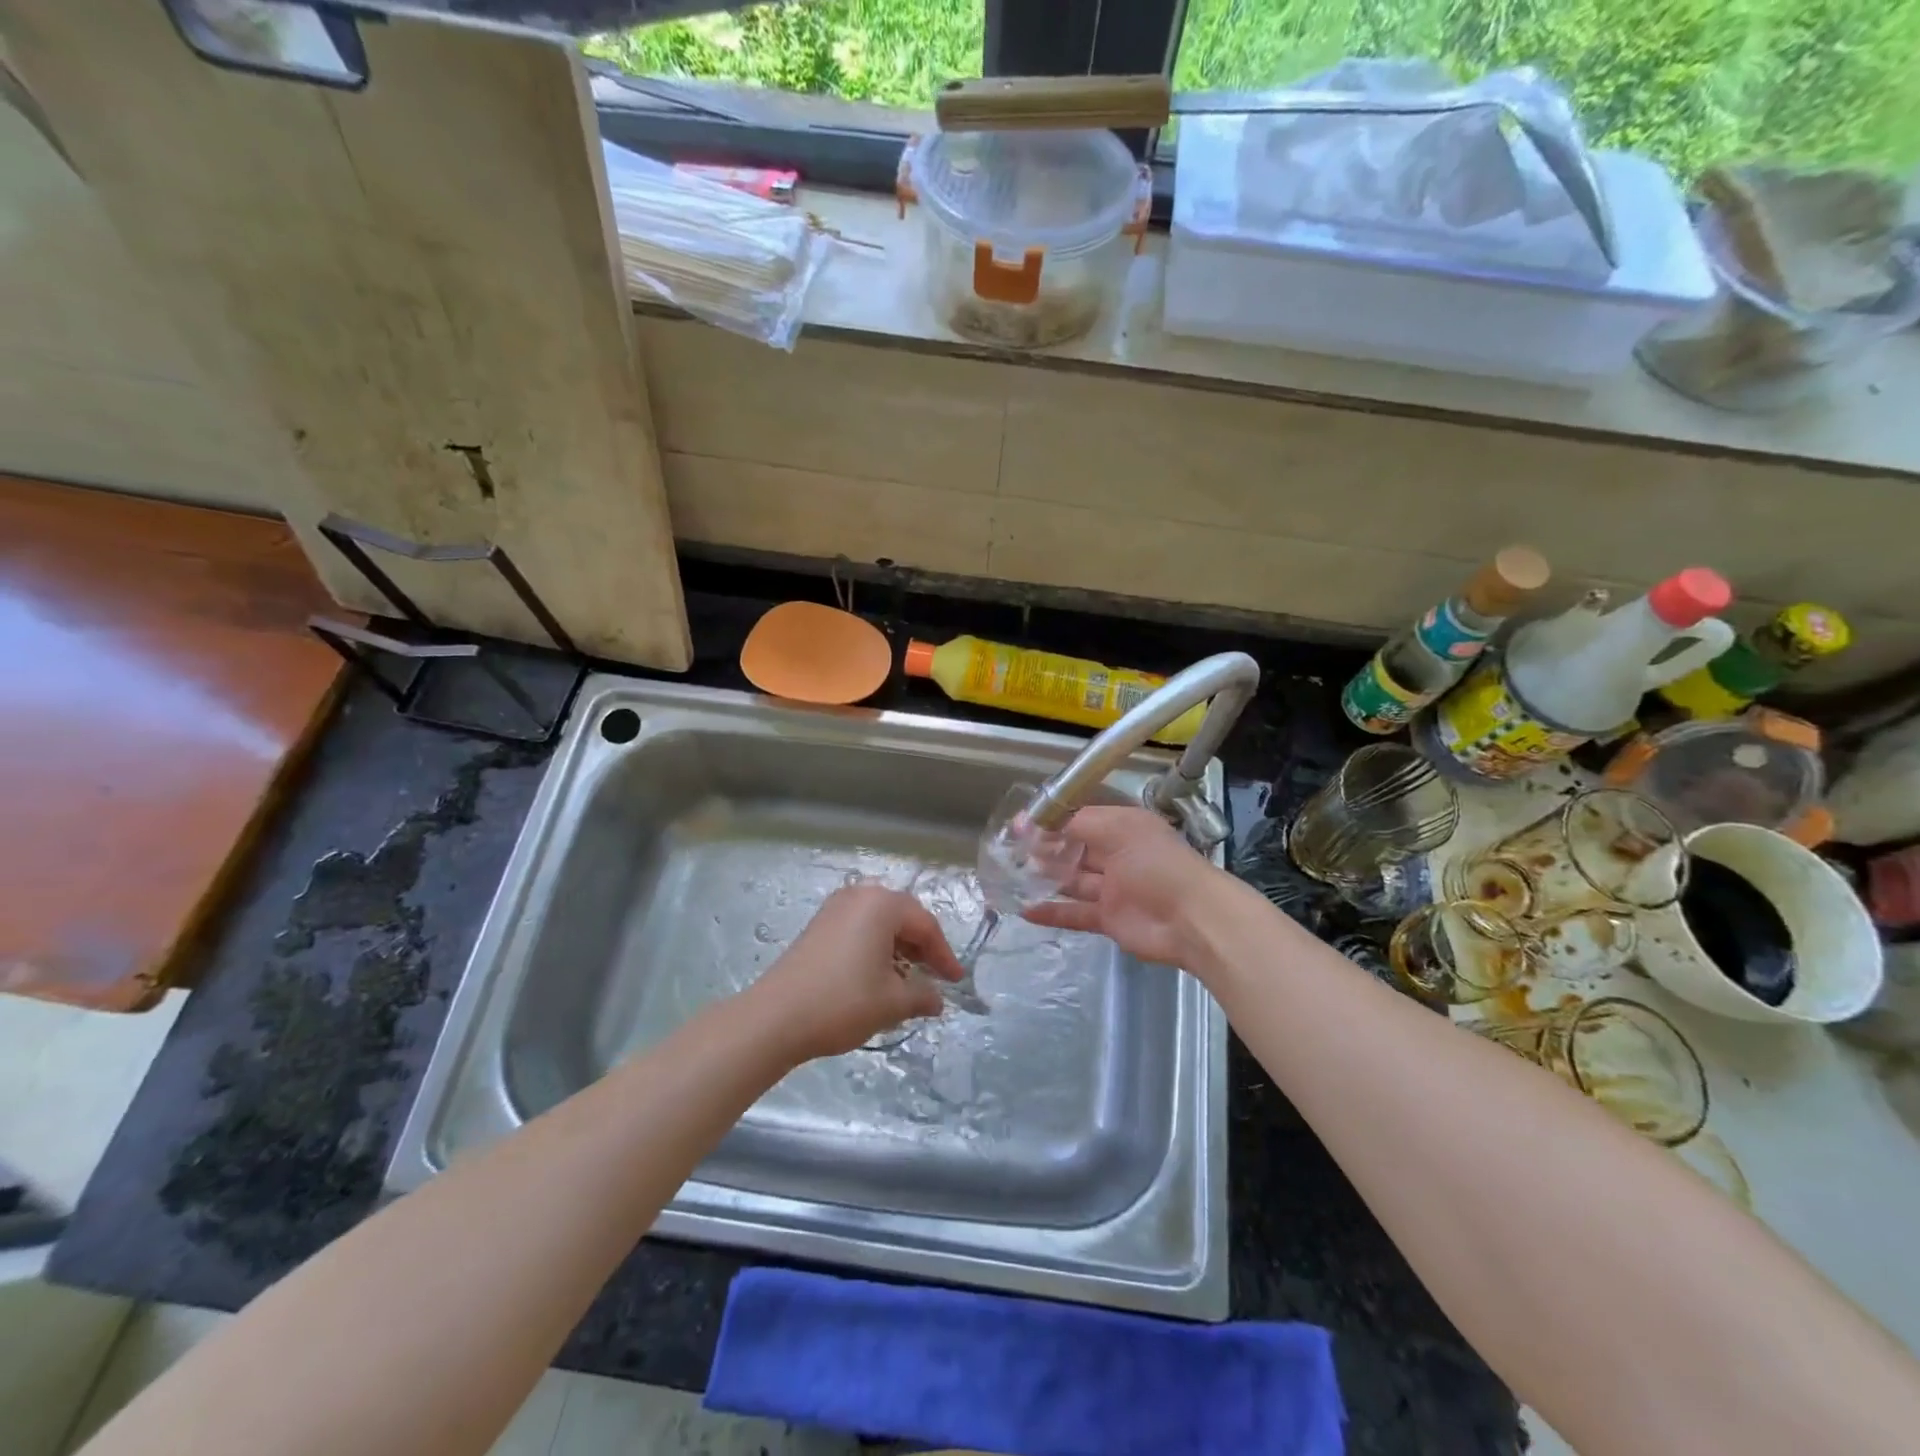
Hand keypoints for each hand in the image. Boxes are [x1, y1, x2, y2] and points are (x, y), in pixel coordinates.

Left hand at [748, 884, 964, 1062]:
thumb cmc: (842, 1002)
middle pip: (903, 916)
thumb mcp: (892, 1002)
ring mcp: (834, 908)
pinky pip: (859, 927)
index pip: (926, 925)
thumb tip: (937, 999)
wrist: (775, 1017)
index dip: (944, 955)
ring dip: (898, 947)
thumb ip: (923, 995)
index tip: (956, 981)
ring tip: (908, 978)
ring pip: (880, 922)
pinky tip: (878, 974)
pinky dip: (875, 946)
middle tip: (935, 976)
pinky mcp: (818, 925)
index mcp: (882, 904)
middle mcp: (859, 895)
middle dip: (922, 946)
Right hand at [1021, 807, 1223, 967]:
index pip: (1080, 818)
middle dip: (1045, 849)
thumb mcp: (1118, 830)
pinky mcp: (1109, 918)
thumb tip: (1033, 823)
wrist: (1192, 919)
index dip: (1051, 821)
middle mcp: (1117, 854)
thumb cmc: (1157, 864)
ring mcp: (1113, 888)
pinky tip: (1025, 910)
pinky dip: (1053, 912)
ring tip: (1011, 877)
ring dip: (1045, 879)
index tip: (1019, 826)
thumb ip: (1075, 824)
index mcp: (1122, 827)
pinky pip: (1075, 913)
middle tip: (1010, 852)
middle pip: (1075, 849)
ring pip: (1072, 881)